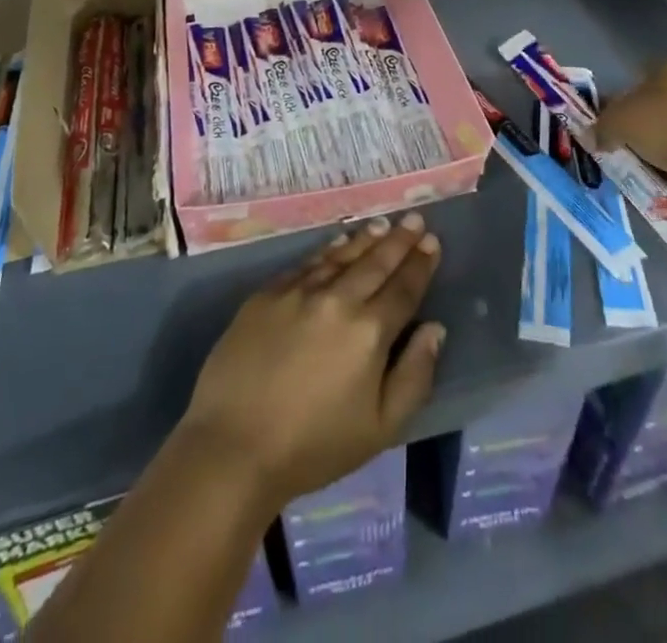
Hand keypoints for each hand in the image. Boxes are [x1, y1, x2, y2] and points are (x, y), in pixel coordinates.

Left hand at [177, 213, 444, 510]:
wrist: (232, 447)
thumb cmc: (313, 447)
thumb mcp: (381, 428)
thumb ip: (415, 376)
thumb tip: (434, 329)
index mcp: (369, 331)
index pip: (404, 288)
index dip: (420, 264)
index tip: (432, 241)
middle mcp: (338, 299)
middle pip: (376, 262)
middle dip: (399, 239)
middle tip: (414, 219)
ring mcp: (299, 292)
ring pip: (341, 255)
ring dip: (366, 238)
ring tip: (382, 224)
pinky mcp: (267, 294)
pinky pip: (307, 263)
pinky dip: (328, 250)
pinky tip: (337, 242)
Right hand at [595, 58, 666, 180]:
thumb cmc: (661, 127)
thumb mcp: (617, 124)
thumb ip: (601, 127)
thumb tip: (592, 137)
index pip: (640, 74)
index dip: (624, 96)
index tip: (616, 118)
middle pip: (663, 96)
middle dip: (647, 115)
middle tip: (631, 138)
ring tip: (651, 157)